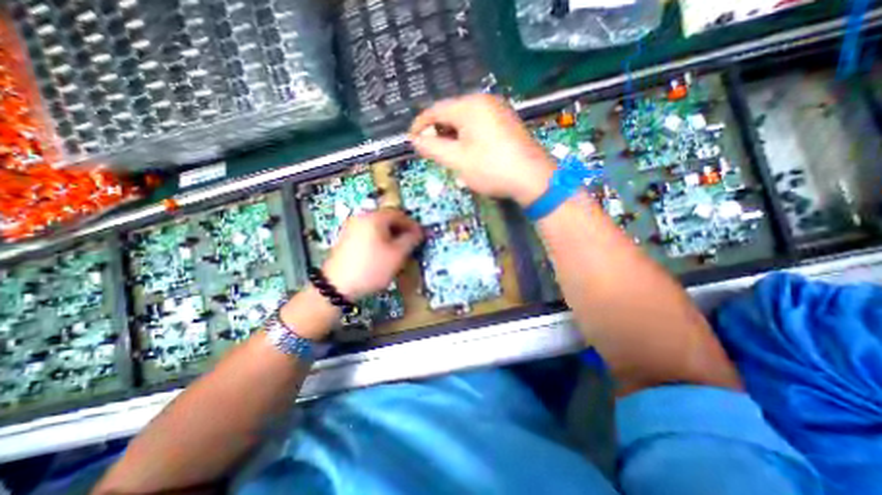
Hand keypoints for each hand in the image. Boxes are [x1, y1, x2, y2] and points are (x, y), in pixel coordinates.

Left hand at [321, 207, 422, 298]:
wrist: (337, 286)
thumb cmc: (372, 268)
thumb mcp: (397, 254)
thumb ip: (411, 240)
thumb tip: (418, 232)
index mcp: (374, 217)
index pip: (398, 214)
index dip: (412, 224)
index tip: (420, 235)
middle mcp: (361, 218)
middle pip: (386, 219)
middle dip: (401, 230)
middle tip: (410, 243)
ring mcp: (351, 228)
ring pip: (377, 227)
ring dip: (390, 235)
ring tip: (398, 250)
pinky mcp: (346, 239)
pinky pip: (367, 234)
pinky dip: (379, 240)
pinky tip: (382, 253)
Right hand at [410, 92, 552, 204]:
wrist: (532, 178)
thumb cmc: (491, 168)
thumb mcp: (457, 160)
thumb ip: (432, 147)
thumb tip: (414, 139)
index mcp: (469, 106)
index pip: (435, 110)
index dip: (420, 125)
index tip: (411, 140)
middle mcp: (484, 101)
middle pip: (450, 113)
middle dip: (437, 131)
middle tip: (430, 151)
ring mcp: (498, 110)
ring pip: (465, 120)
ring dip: (452, 135)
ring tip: (447, 154)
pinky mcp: (506, 121)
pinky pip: (478, 124)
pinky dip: (467, 136)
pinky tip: (467, 151)